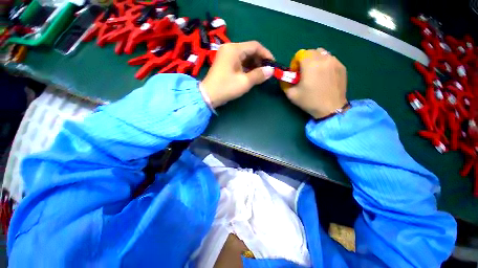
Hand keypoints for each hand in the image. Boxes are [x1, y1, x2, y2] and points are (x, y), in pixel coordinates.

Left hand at [201, 41, 274, 107]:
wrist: (208, 96)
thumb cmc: (226, 87)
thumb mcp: (244, 82)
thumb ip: (259, 75)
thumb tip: (271, 70)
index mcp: (234, 49)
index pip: (255, 46)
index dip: (266, 54)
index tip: (273, 64)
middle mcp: (230, 49)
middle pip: (249, 50)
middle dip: (260, 60)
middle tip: (267, 71)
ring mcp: (226, 56)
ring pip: (245, 57)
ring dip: (254, 64)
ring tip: (261, 74)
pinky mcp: (225, 63)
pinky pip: (239, 62)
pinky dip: (247, 67)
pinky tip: (252, 74)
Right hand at [285, 48, 347, 118]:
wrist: (331, 108)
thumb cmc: (310, 101)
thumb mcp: (291, 94)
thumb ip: (285, 83)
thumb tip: (284, 77)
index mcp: (310, 64)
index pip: (300, 54)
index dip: (295, 63)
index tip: (296, 74)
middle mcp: (324, 59)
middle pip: (311, 52)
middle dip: (305, 61)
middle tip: (304, 74)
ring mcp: (335, 61)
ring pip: (322, 54)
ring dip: (315, 61)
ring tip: (315, 74)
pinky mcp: (342, 66)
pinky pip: (330, 59)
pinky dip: (325, 64)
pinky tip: (324, 77)